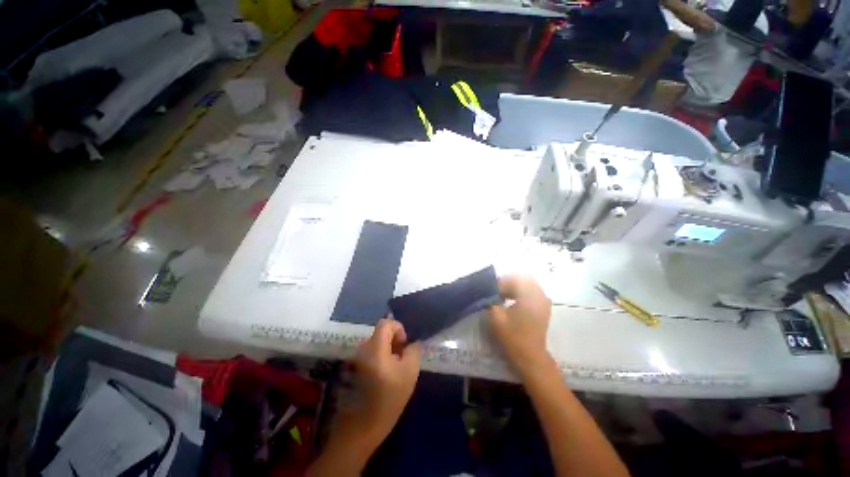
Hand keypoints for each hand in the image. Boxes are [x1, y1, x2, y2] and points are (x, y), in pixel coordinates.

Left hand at [347, 318, 420, 441]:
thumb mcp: (410, 372)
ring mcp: (357, 358)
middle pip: (380, 332)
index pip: (385, 323)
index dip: (398, 328)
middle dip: (394, 340)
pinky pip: (371, 352)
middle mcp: (363, 348)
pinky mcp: (355, 366)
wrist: (364, 425)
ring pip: (376, 342)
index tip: (404, 344)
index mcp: (375, 347)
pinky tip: (385, 373)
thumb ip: (413, 350)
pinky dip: (381, 355)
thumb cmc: (390, 397)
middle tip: (402, 356)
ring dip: (388, 348)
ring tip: (395, 366)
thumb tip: (412, 342)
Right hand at [487, 275, 552, 374]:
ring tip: (501, 296)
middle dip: (507, 283)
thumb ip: (490, 299)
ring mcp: (543, 301)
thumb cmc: (512, 336)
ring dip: (513, 287)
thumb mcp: (496, 316)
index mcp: (529, 295)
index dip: (500, 282)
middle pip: (521, 279)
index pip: (513, 278)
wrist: (530, 357)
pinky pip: (531, 292)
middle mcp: (539, 294)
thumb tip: (487, 291)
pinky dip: (520, 293)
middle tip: (495, 291)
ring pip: (527, 285)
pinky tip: (511, 301)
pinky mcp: (543, 308)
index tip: (490, 290)